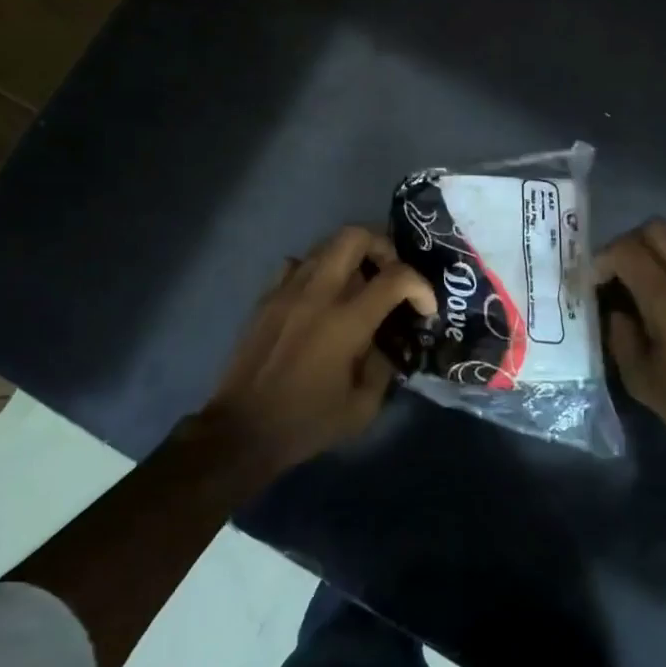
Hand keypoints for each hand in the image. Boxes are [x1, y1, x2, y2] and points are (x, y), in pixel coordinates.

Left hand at [196, 225, 436, 478]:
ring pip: (325, 244)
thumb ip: (383, 366)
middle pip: (355, 236)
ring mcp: (287, 290)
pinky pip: (297, 264)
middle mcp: (318, 293)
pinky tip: (320, 297)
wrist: (241, 431)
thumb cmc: (306, 423)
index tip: (425, 309)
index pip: (396, 276)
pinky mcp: (266, 297)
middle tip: (390, 275)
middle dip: (383, 247)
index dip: (421, 286)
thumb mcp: (362, 407)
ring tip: (359, 285)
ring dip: (351, 257)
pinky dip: (317, 270)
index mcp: (347, 321)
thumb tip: (384, 343)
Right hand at [597, 219, 665, 456]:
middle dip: (630, 242)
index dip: (603, 259)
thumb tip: (617, 308)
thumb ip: (620, 333)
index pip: (628, 251)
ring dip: (657, 248)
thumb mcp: (638, 376)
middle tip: (618, 271)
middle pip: (658, 229)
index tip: (594, 282)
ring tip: (644, 279)